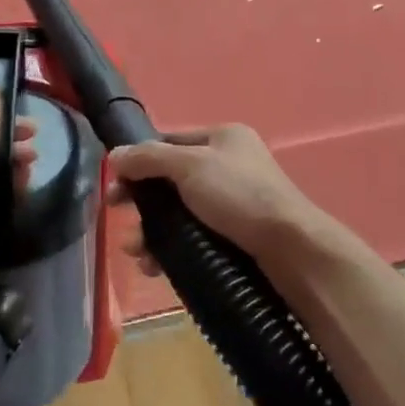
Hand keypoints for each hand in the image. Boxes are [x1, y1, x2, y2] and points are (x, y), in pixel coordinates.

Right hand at [107, 124, 333, 273]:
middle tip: (119, 219)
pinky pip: (193, 237)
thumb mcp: (190, 167)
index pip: (170, 141)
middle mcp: (228, 165)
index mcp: (223, 137)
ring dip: (152, 231)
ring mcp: (233, 202)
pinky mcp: (234, 235)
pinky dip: (172, 249)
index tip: (114, 185)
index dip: (139, 160)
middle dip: (143, 202)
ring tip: (137, 252)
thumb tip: (114, 154)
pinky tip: (155, 267)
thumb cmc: (239, 195)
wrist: (290, 247)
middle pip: (171, 180)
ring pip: (180, 213)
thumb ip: (150, 158)